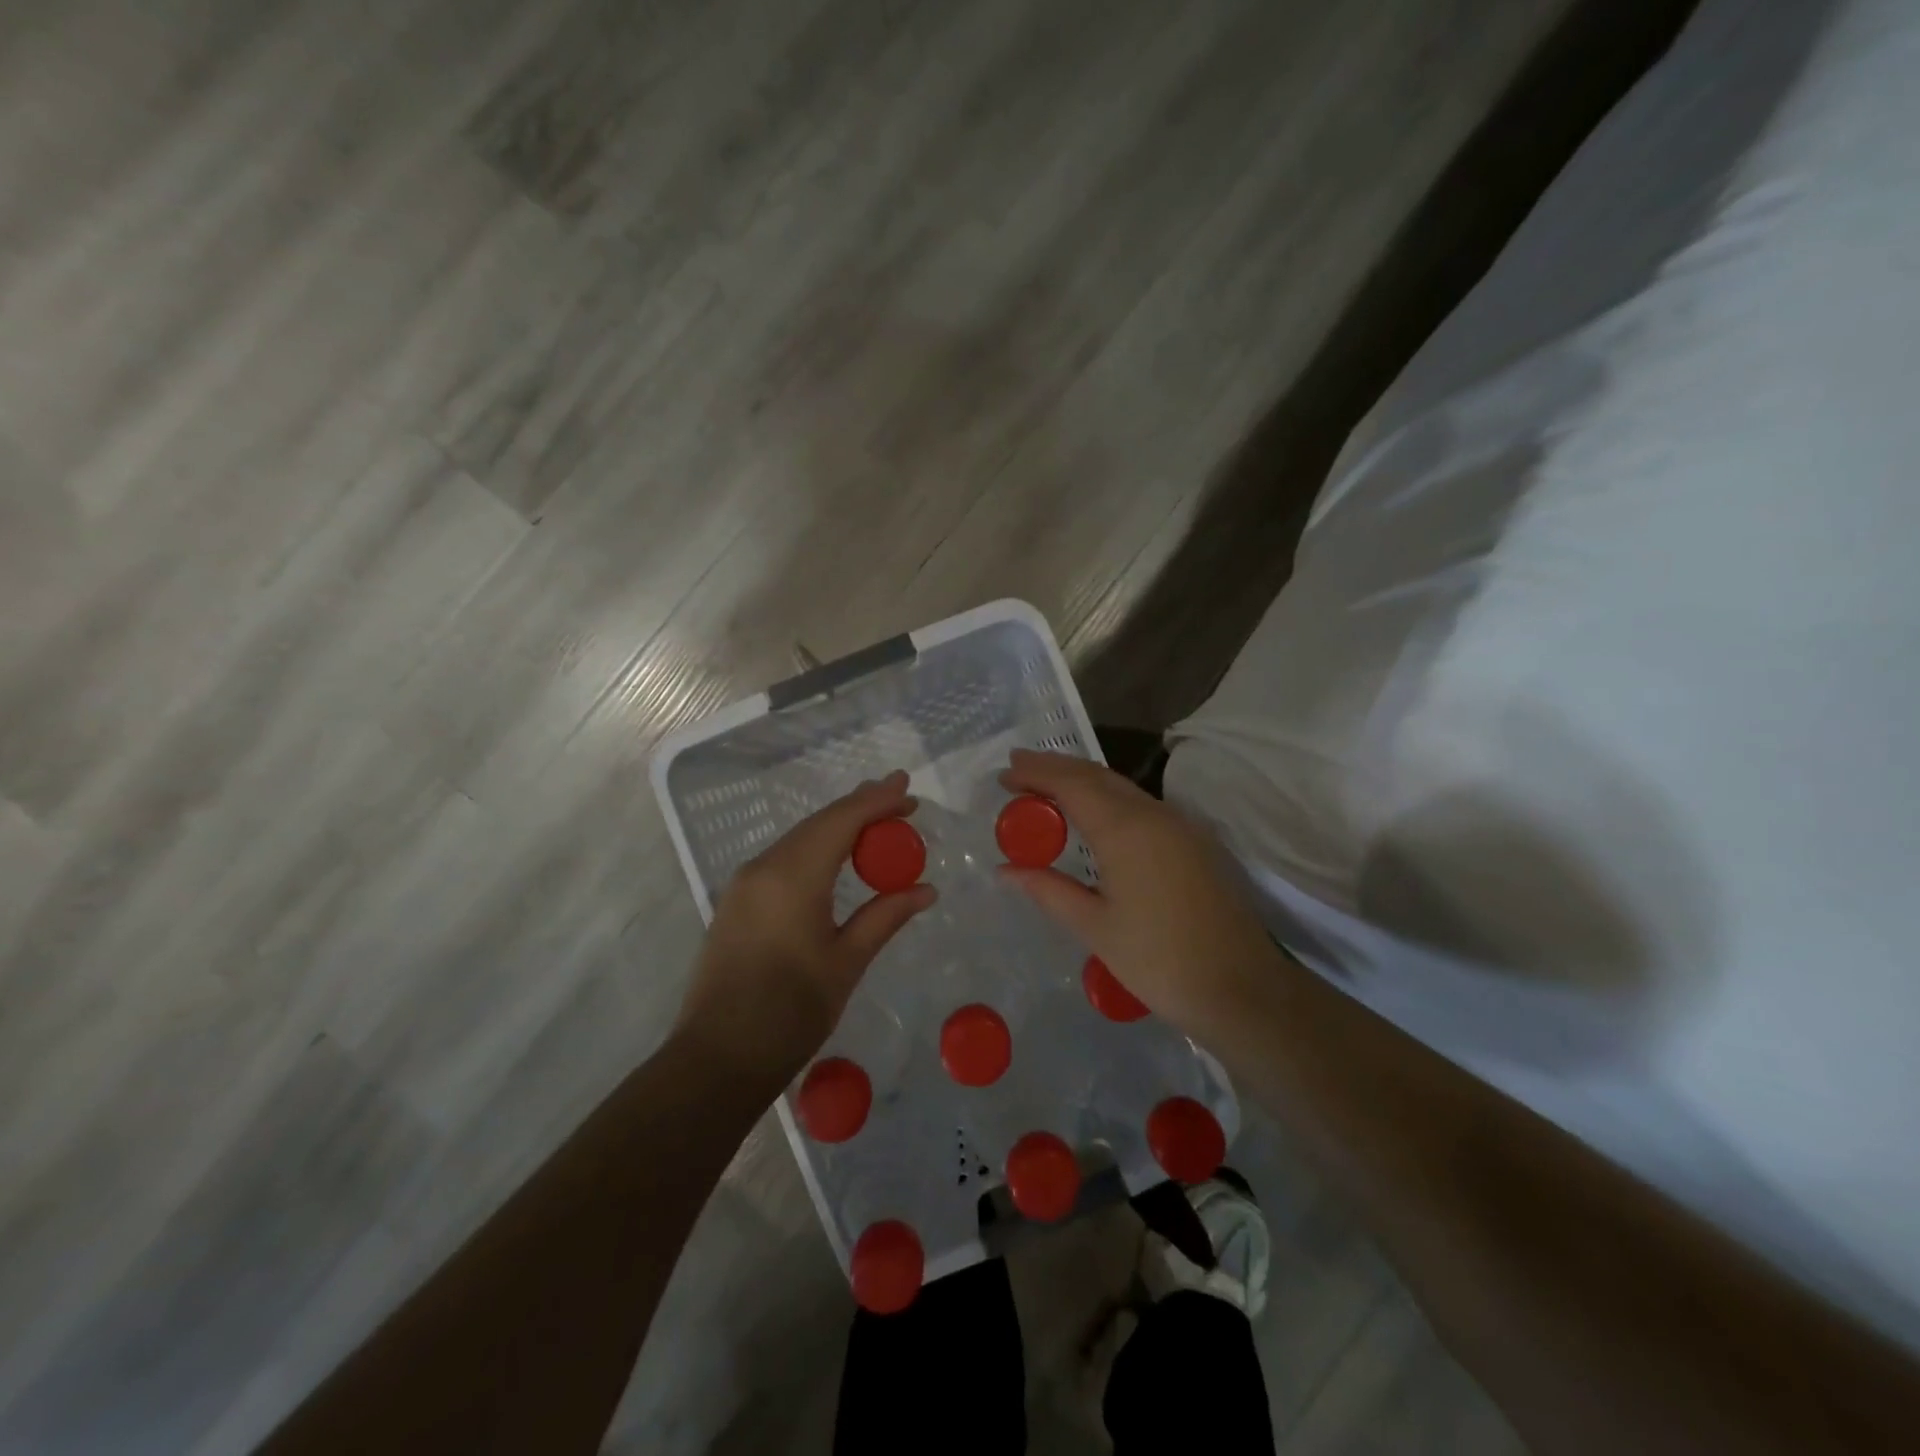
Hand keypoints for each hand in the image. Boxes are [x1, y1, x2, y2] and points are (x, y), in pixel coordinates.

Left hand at [676, 771, 936, 1089]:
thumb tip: (926, 890)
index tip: (908, 789)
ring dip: (838, 827)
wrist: (718, 1058)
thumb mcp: (846, 962)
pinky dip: (816, 849)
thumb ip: (885, 916)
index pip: (842, 820)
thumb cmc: (791, 1012)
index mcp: (793, 875)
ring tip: (876, 822)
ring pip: (799, 839)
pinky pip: (783, 859)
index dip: (877, 801)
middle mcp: (764, 867)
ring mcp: (745, 883)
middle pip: (819, 823)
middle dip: (860, 807)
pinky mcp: (737, 901)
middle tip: (900, 800)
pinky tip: (836, 857)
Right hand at [998, 750, 1280, 1039]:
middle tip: (1018, 767)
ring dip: (1082, 780)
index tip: (1004, 772)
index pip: (1072, 784)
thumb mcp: (1095, 928)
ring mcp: (1180, 825)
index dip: (1036, 773)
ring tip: (1046, 786)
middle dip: (1055, 767)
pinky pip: (1140, 804)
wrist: (1242, 989)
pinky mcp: (1194, 841)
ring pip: (1121, 787)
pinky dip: (1107, 797)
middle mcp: (1154, 814)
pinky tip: (1093, 814)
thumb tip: (1006, 870)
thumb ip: (1049, 890)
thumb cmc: (1159, 961)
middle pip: (1097, 776)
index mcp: (1126, 830)